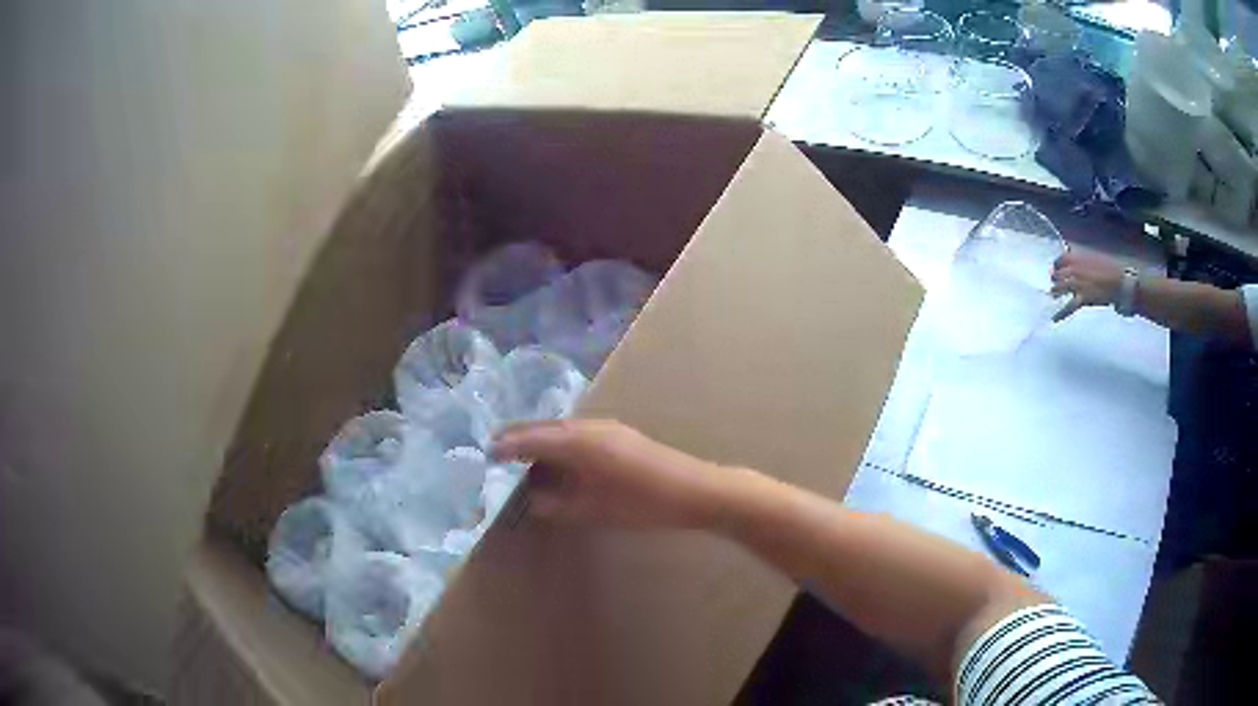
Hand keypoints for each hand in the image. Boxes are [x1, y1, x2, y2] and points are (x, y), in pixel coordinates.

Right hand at [491, 419, 723, 527]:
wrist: (697, 491)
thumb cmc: (644, 504)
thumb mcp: (595, 510)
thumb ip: (558, 504)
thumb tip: (534, 498)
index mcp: (581, 442)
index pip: (535, 438)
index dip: (510, 444)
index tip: (488, 451)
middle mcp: (591, 427)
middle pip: (548, 428)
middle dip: (522, 438)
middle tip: (499, 450)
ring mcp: (610, 429)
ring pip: (564, 430)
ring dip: (543, 441)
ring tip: (524, 458)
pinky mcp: (622, 436)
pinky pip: (580, 435)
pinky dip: (562, 445)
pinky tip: (560, 462)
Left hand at [1050, 250, 1123, 321]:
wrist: (1119, 282)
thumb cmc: (1110, 269)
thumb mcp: (1094, 258)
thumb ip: (1082, 261)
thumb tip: (1075, 265)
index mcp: (1078, 258)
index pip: (1061, 259)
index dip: (1057, 264)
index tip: (1056, 268)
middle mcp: (1075, 269)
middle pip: (1058, 274)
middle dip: (1055, 278)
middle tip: (1054, 282)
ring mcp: (1078, 284)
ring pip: (1060, 289)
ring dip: (1055, 292)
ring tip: (1053, 295)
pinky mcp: (1082, 298)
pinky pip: (1069, 307)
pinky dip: (1061, 313)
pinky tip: (1054, 318)